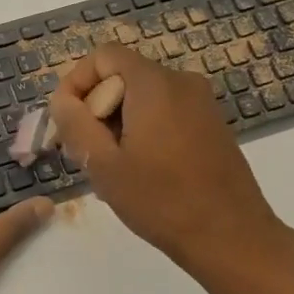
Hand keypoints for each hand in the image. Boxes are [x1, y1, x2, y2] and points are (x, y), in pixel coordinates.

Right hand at [46, 43, 290, 276]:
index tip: (67, 121)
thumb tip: (62, 100)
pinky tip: (139, 170)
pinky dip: (143, 129)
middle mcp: (182, 82)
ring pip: (143, 96)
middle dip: (96, 107)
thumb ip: (75, 123)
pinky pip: (165, 112)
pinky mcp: (212, 125)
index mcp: (154, 84)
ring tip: (110, 167)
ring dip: (118, 122)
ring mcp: (202, 103)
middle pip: (123, 76)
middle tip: (84, 150)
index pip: (104, 56)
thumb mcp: (103, 164)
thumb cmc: (161, 200)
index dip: (77, 81)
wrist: (231, 238)